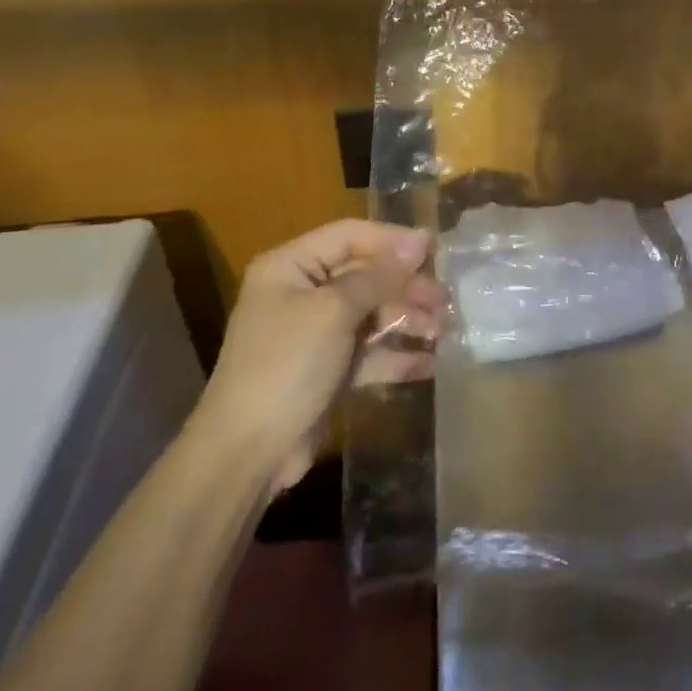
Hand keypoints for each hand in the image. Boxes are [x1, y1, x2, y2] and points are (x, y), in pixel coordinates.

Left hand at [195, 220, 446, 489]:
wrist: (247, 453)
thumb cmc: (287, 365)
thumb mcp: (334, 311)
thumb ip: (379, 276)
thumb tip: (420, 241)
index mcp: (290, 266)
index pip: (350, 236)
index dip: (393, 240)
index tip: (435, 249)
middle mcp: (302, 293)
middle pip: (365, 275)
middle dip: (406, 286)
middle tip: (444, 300)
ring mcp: (315, 333)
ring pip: (372, 314)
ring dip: (408, 320)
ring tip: (444, 331)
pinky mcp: (328, 370)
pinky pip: (369, 352)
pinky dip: (396, 355)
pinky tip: (430, 363)